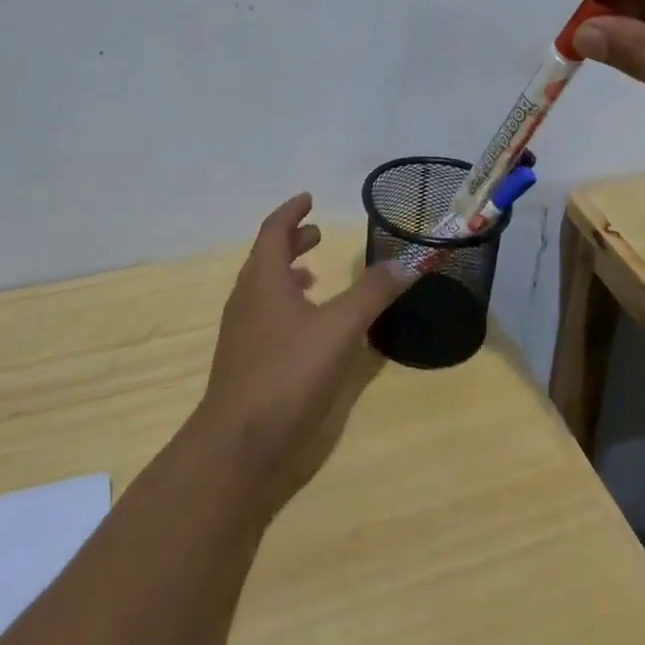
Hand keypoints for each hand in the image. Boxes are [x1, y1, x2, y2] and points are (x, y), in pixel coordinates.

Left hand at [196, 194, 415, 517]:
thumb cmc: (288, 373)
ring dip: (288, 275)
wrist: (238, 446)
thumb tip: (405, 262)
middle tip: (318, 235)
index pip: (273, 230)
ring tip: (316, 277)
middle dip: (292, 241)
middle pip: (267, 257)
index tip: (309, 198)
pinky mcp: (245, 362)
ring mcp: (242, 333)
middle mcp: (247, 298)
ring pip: (264, 289)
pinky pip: (265, 317)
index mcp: (263, 279)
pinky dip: (287, 307)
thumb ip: (372, 293)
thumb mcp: (339, 328)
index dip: (292, 212)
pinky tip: (310, 329)